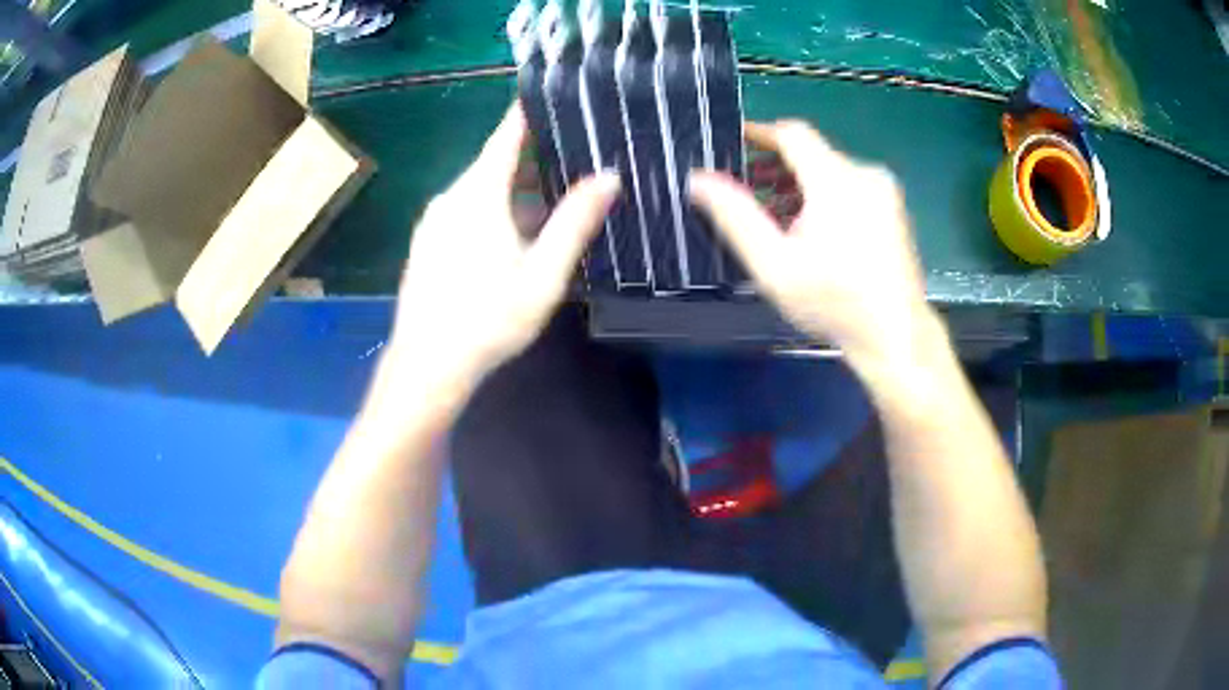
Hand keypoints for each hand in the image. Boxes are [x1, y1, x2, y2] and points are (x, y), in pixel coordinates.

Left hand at [382, 103, 619, 393]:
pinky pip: (466, 210)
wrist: (426, 366)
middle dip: (533, 154)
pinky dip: (494, 207)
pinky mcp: (428, 244)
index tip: (553, 95)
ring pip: (480, 189)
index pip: (505, 136)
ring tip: (556, 190)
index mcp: (477, 193)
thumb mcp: (542, 273)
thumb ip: (575, 222)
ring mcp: (434, 221)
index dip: (528, 113)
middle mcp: (450, 197)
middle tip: (575, 150)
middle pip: (494, 161)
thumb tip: (609, 176)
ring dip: (515, 186)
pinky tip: (516, 231)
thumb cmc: (488, 319)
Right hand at [689, 120, 932, 367]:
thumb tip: (698, 179)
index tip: (734, 143)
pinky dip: (826, 198)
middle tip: (749, 194)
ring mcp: (885, 192)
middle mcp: (865, 174)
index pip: (792, 134)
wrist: (896, 336)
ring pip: (832, 172)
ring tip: (777, 219)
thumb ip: (735, 217)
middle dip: (777, 169)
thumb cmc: (834, 303)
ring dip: (801, 186)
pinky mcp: (894, 210)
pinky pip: (851, 188)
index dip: (759, 134)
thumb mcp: (774, 265)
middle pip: (812, 154)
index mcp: (837, 180)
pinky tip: (813, 232)